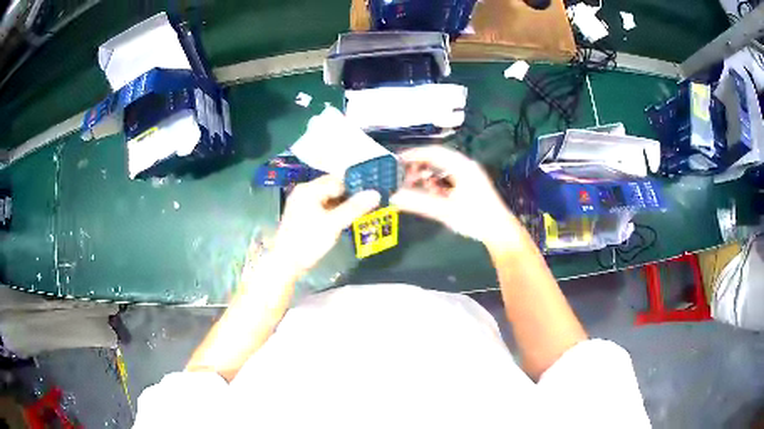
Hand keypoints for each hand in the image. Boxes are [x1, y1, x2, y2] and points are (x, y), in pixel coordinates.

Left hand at [273, 175, 379, 272]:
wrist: (286, 263)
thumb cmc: (308, 241)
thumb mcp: (334, 224)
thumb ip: (355, 208)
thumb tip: (376, 193)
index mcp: (309, 189)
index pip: (338, 182)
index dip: (354, 190)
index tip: (368, 201)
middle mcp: (304, 191)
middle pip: (332, 188)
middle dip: (348, 197)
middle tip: (364, 209)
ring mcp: (301, 203)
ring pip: (328, 198)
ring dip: (341, 206)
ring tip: (356, 216)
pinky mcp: (301, 215)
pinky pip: (322, 207)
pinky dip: (332, 212)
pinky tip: (341, 222)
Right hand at [390, 146, 522, 250]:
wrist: (499, 231)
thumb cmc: (475, 217)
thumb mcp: (445, 210)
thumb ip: (419, 203)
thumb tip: (395, 197)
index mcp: (461, 166)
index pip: (434, 152)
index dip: (415, 154)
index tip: (398, 159)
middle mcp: (465, 167)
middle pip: (437, 160)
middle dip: (419, 167)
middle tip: (403, 176)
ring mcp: (468, 176)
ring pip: (442, 170)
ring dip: (427, 176)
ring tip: (413, 185)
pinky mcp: (469, 186)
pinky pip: (448, 179)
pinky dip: (436, 184)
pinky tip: (429, 193)